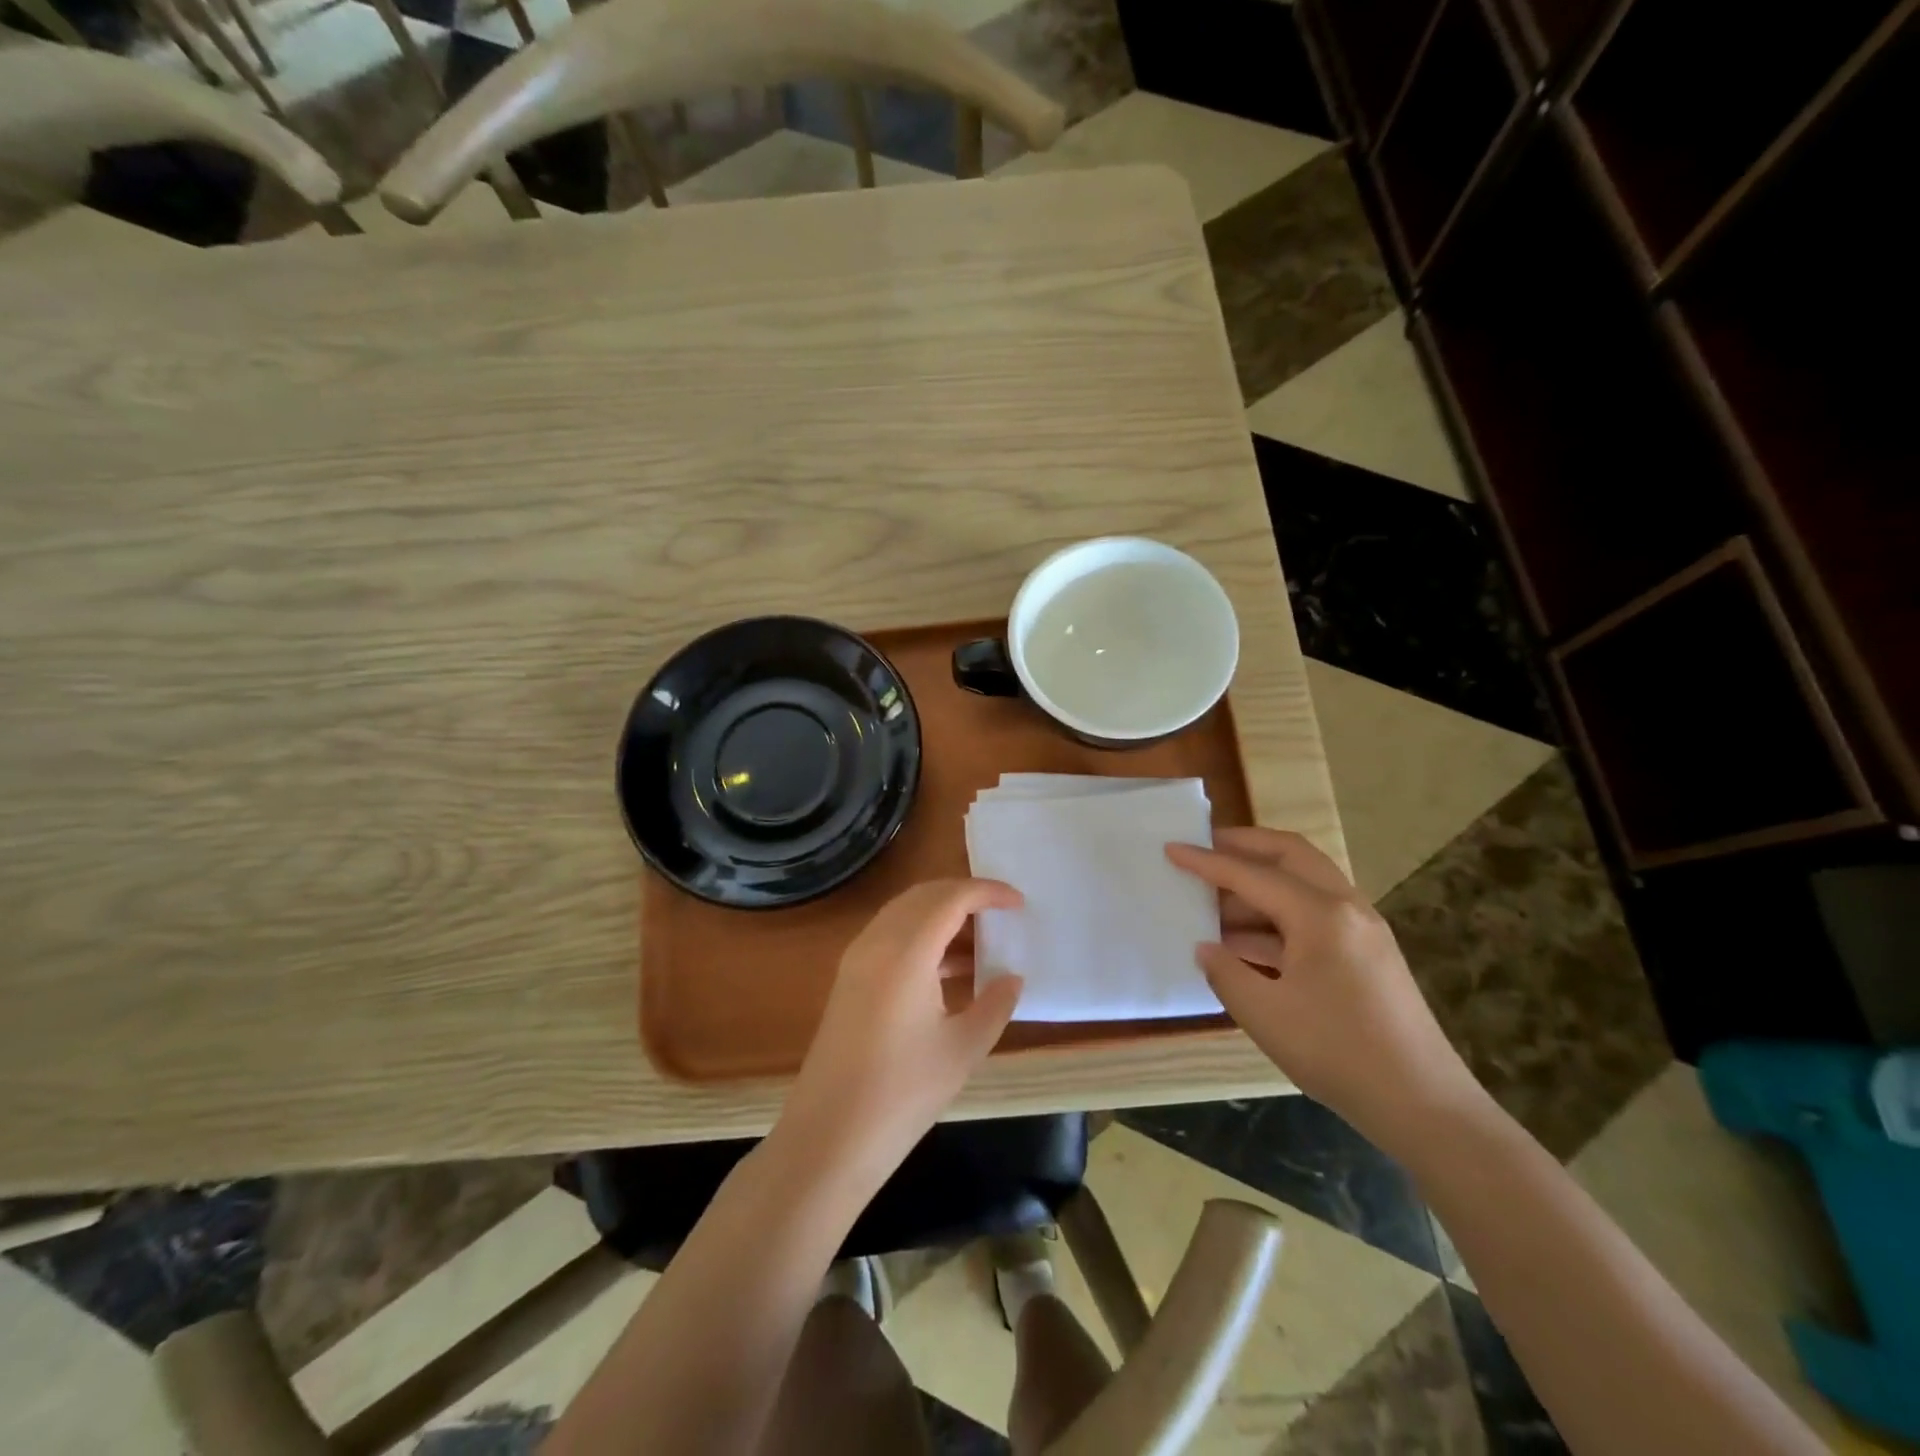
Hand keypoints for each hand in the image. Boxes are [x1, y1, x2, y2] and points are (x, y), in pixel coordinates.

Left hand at [784, 879, 1024, 1184]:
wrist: (829, 1136)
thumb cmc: (902, 1093)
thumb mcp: (963, 1048)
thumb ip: (995, 1004)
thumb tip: (1011, 977)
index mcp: (906, 951)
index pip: (951, 898)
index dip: (988, 892)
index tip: (1019, 902)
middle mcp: (877, 941)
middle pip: (924, 896)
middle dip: (964, 895)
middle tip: (1001, 914)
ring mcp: (857, 958)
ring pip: (905, 913)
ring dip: (942, 915)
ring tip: (982, 942)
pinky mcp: (849, 979)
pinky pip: (891, 936)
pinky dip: (923, 936)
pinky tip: (950, 969)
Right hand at [1166, 828, 1483, 1150]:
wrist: (1424, 1106)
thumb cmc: (1338, 1053)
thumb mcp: (1265, 1014)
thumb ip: (1225, 972)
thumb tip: (1205, 947)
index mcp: (1320, 915)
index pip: (1252, 875)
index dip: (1206, 862)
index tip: (1171, 848)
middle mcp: (1346, 908)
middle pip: (1290, 855)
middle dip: (1245, 846)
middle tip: (1204, 849)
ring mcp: (1362, 930)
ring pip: (1305, 883)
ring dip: (1261, 884)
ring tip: (1216, 903)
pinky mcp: (1368, 954)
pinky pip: (1315, 915)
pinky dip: (1278, 916)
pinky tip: (1246, 943)